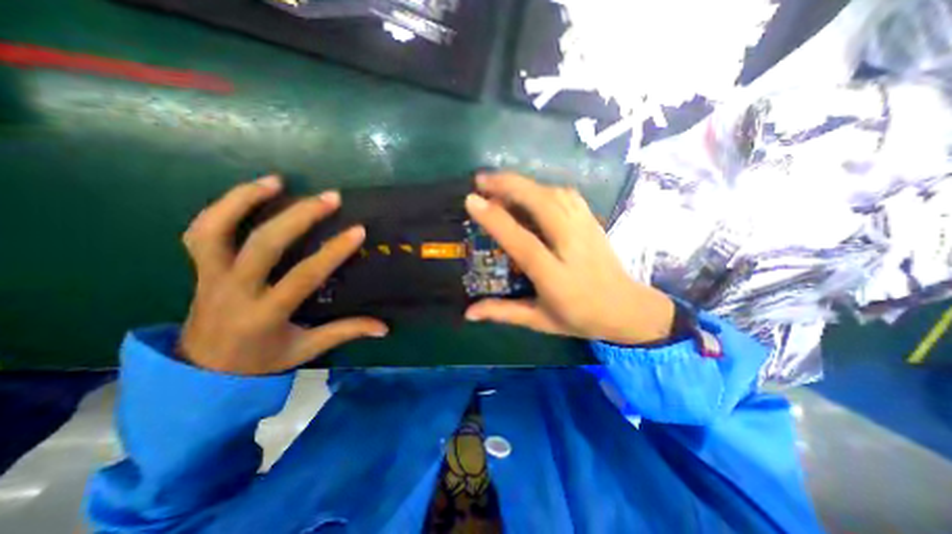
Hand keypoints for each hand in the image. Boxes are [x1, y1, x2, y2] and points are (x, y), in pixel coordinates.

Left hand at [177, 176, 385, 374]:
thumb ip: (345, 332)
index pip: (303, 276)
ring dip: (246, 199)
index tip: (357, 231)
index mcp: (265, 314)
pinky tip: (250, 192)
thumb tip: (383, 327)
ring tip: (278, 181)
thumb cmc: (261, 360)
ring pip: (217, 230)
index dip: (332, 252)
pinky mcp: (200, 268)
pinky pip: (202, 231)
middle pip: (263, 245)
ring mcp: (211, 276)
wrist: (201, 372)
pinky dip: (223, 207)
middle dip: (300, 217)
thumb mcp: (306, 349)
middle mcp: (235, 291)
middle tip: (330, 198)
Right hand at [464, 174, 670, 343]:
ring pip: (555, 194)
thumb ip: (503, 312)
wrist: (627, 309)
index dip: (497, 220)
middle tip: (480, 180)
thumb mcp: (539, 321)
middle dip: (510, 186)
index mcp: (556, 277)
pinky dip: (543, 187)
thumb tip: (468, 313)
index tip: (472, 200)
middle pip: (543, 205)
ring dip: (524, 183)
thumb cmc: (580, 317)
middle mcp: (573, 247)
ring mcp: (586, 229)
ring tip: (499, 182)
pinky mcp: (592, 221)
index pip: (524, 243)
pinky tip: (529, 190)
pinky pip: (567, 195)